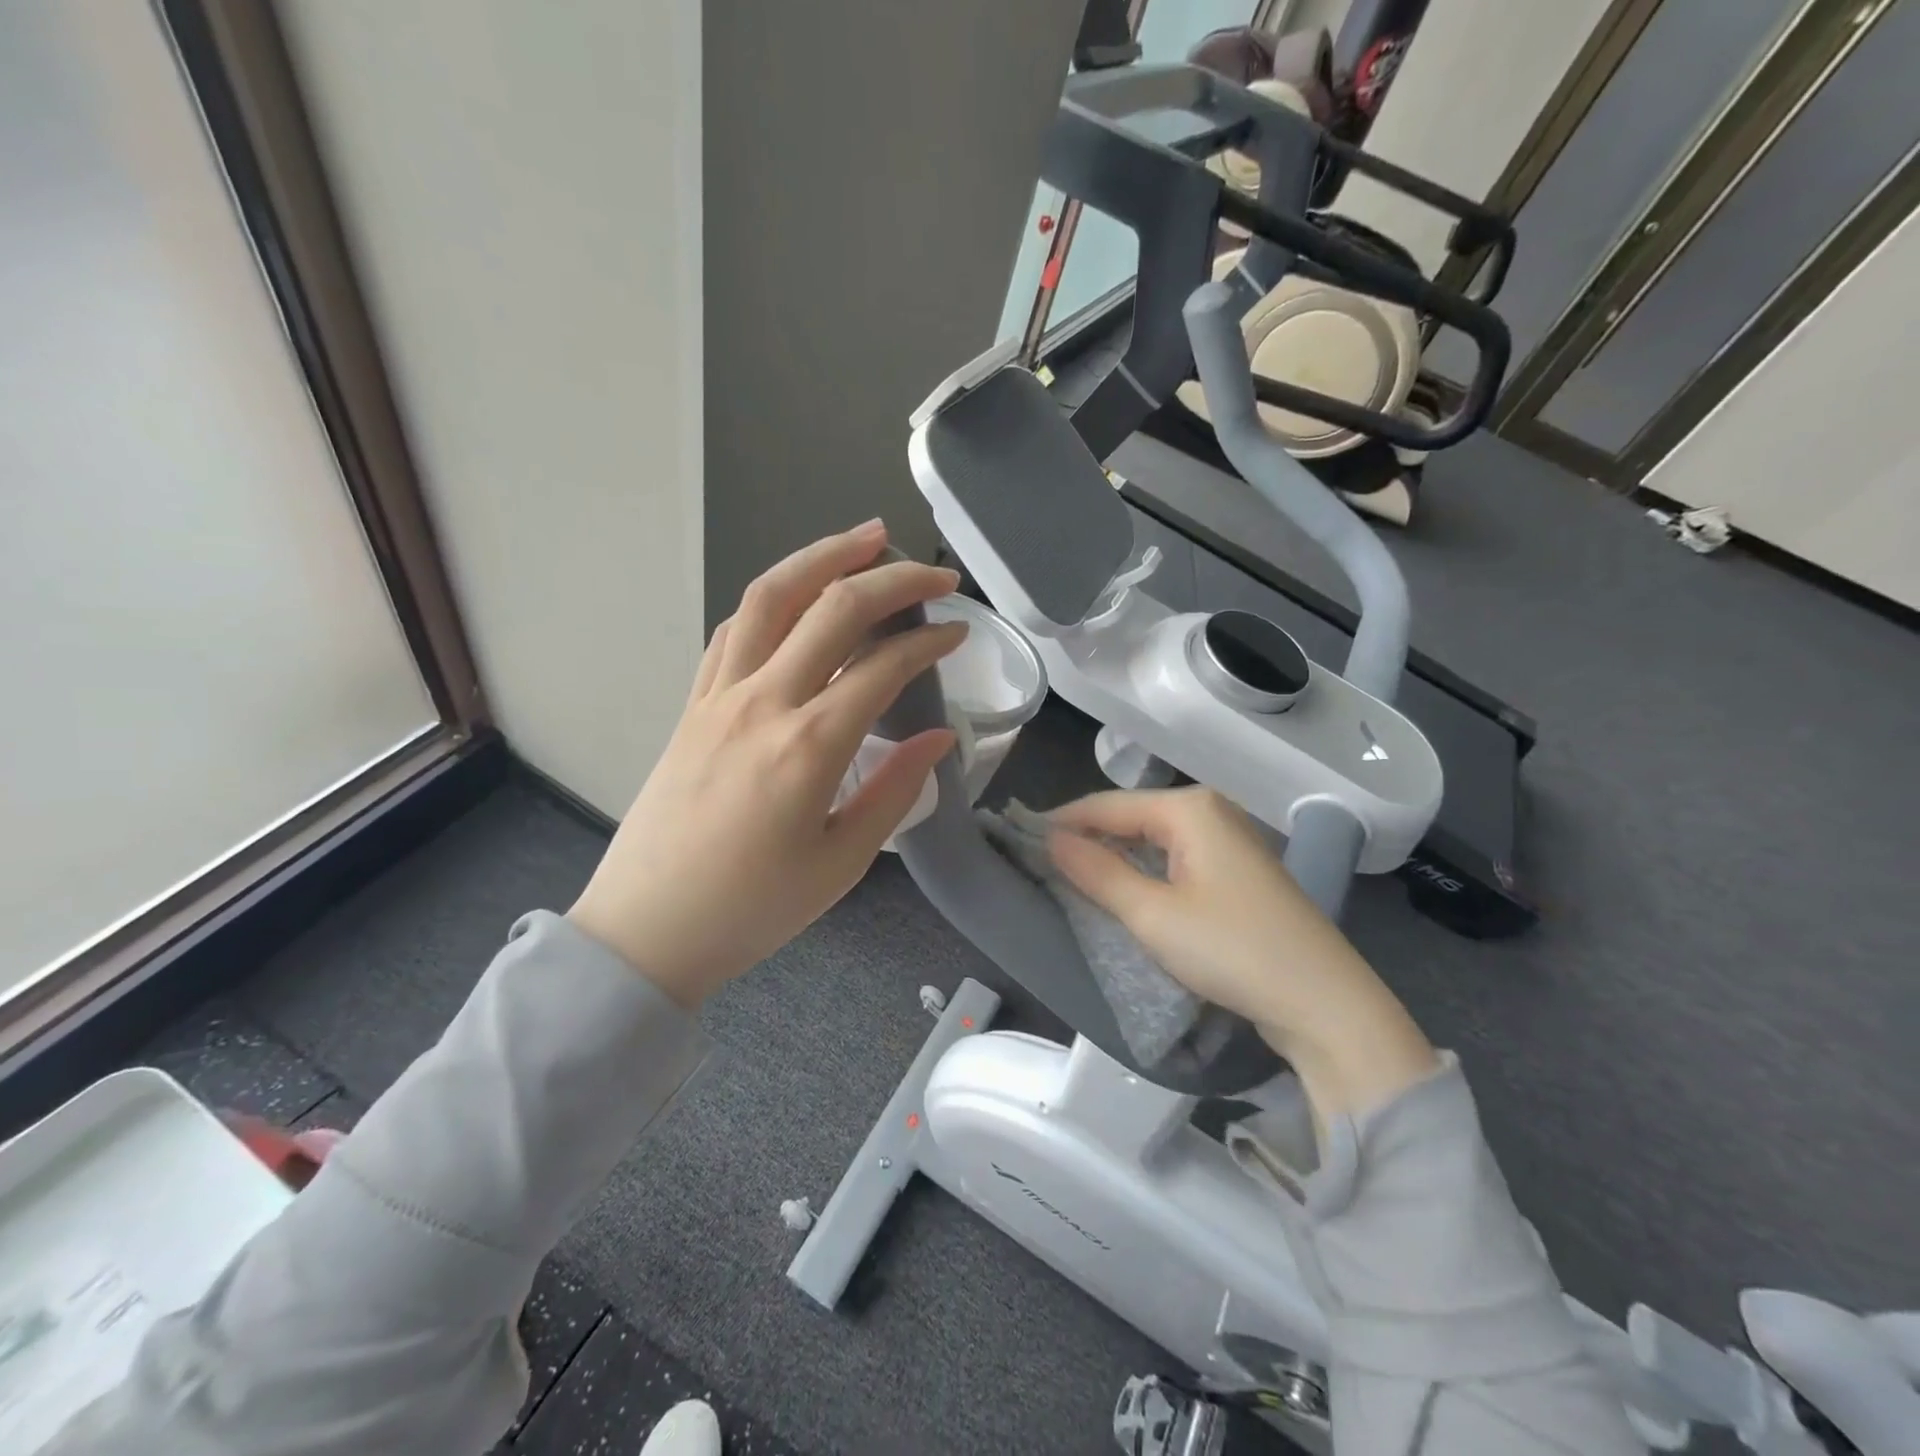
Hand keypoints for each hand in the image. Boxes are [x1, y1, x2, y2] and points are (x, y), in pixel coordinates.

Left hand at [568, 520, 965, 1006]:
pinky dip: (771, 599)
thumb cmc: (752, 909)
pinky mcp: (693, 704)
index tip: (959, 632)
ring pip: (769, 597)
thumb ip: (895, 790)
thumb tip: (940, 738)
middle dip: (891, 577)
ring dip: (820, 557)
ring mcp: (719, 696)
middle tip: (933, 570)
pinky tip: (795, 596)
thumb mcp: (842, 861)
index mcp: (808, 746)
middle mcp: (762, 702)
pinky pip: (733, 631)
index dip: (929, 641)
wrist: (646, 930)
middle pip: (831, 608)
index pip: (883, 666)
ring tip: (864, 538)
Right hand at [1047, 788, 1437, 1118]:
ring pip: (1152, 840)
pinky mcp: (1238, 872)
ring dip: (1114, 858)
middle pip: (1130, 818)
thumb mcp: (1152, 914)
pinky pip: (1175, 859)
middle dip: (1087, 840)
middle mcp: (1210, 812)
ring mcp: (1229, 840)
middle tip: (1042, 865)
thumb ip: (1097, 872)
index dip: (1062, 822)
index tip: (1021, 841)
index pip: (1106, 805)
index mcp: (1189, 808)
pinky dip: (1144, 872)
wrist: (1325, 1003)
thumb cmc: (1232, 950)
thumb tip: (1052, 840)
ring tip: (1072, 879)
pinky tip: (1123, 891)